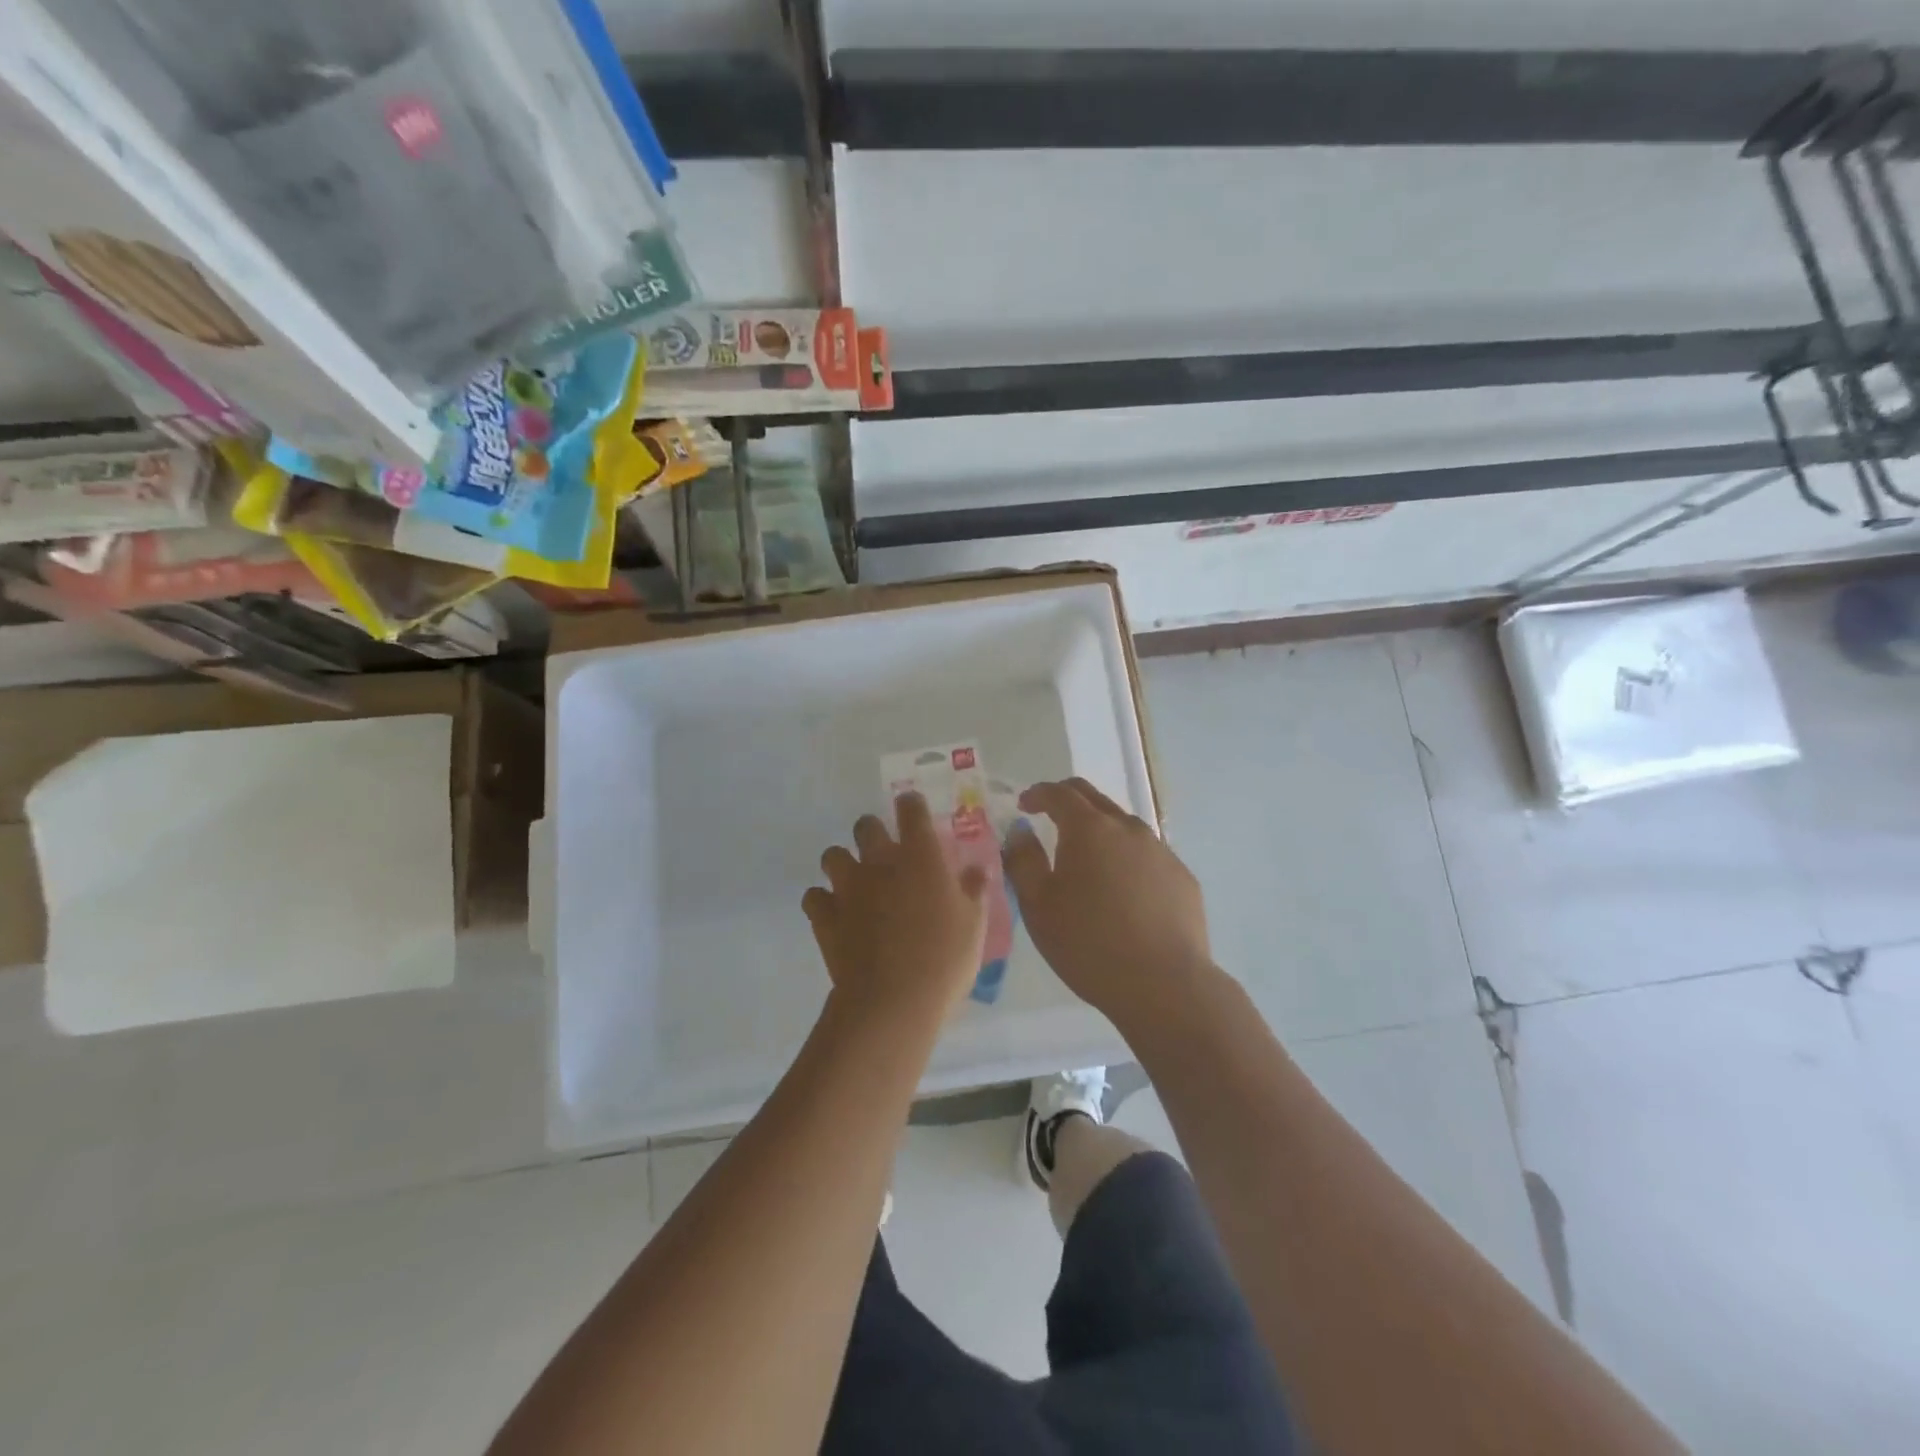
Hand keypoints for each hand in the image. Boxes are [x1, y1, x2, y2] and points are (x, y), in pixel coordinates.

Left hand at [803, 793, 988, 1028]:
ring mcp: (848, 888)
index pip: (911, 810)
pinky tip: (835, 914)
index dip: (911, 806)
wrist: (893, 1001)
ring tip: (855, 881)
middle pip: (865, 826)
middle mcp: (880, 863)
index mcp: (920, 858)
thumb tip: (977, 870)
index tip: (913, 810)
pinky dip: (822, 901)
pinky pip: (813, 897)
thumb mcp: (973, 925)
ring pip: (832, 856)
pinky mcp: (825, 917)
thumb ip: (973, 891)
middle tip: (884, 852)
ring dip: (842, 863)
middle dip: (872, 831)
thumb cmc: (944, 960)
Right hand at [1004, 778, 1212, 1027]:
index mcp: (1089, 829)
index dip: (1038, 794)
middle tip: (1049, 816)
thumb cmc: (1088, 944)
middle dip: (1068, 801)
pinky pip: (1148, 856)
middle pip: (1094, 799)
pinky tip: (1123, 891)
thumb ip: (1023, 861)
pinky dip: (1127, 860)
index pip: (1060, 794)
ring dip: (1100, 831)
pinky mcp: (1182, 877)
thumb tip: (1020, 831)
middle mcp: (1128, 829)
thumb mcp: (1038, 906)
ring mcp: (1161, 852)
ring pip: (1124, 827)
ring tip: (1087, 859)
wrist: (1164, 985)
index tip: (1024, 804)